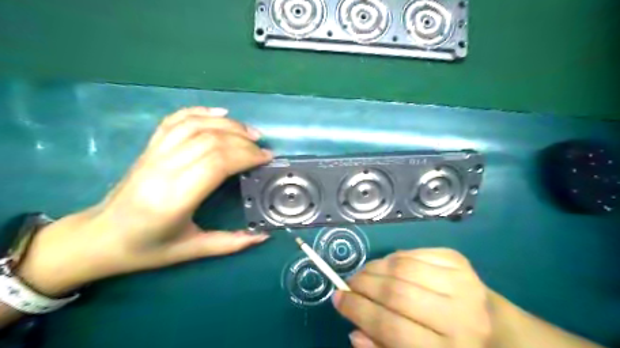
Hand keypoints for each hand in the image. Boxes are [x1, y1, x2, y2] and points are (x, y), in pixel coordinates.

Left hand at [14, 106, 271, 295]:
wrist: (99, 237)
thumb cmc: (146, 248)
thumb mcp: (191, 251)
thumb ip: (230, 243)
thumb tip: (263, 236)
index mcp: (175, 198)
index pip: (217, 162)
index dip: (246, 155)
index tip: (266, 158)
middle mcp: (163, 170)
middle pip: (210, 140)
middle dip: (243, 140)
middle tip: (262, 148)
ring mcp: (153, 154)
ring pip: (195, 125)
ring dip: (227, 124)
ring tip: (249, 132)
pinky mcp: (149, 147)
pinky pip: (175, 120)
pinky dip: (200, 111)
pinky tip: (220, 113)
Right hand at [335, 249, 494, 346]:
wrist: (496, 329)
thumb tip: (354, 330)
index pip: (391, 328)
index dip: (358, 311)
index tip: (337, 298)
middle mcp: (459, 316)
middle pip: (396, 292)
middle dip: (362, 285)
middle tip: (348, 284)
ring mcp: (461, 282)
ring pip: (402, 267)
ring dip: (374, 268)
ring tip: (364, 274)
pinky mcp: (459, 261)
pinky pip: (414, 253)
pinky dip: (393, 258)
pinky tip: (388, 266)